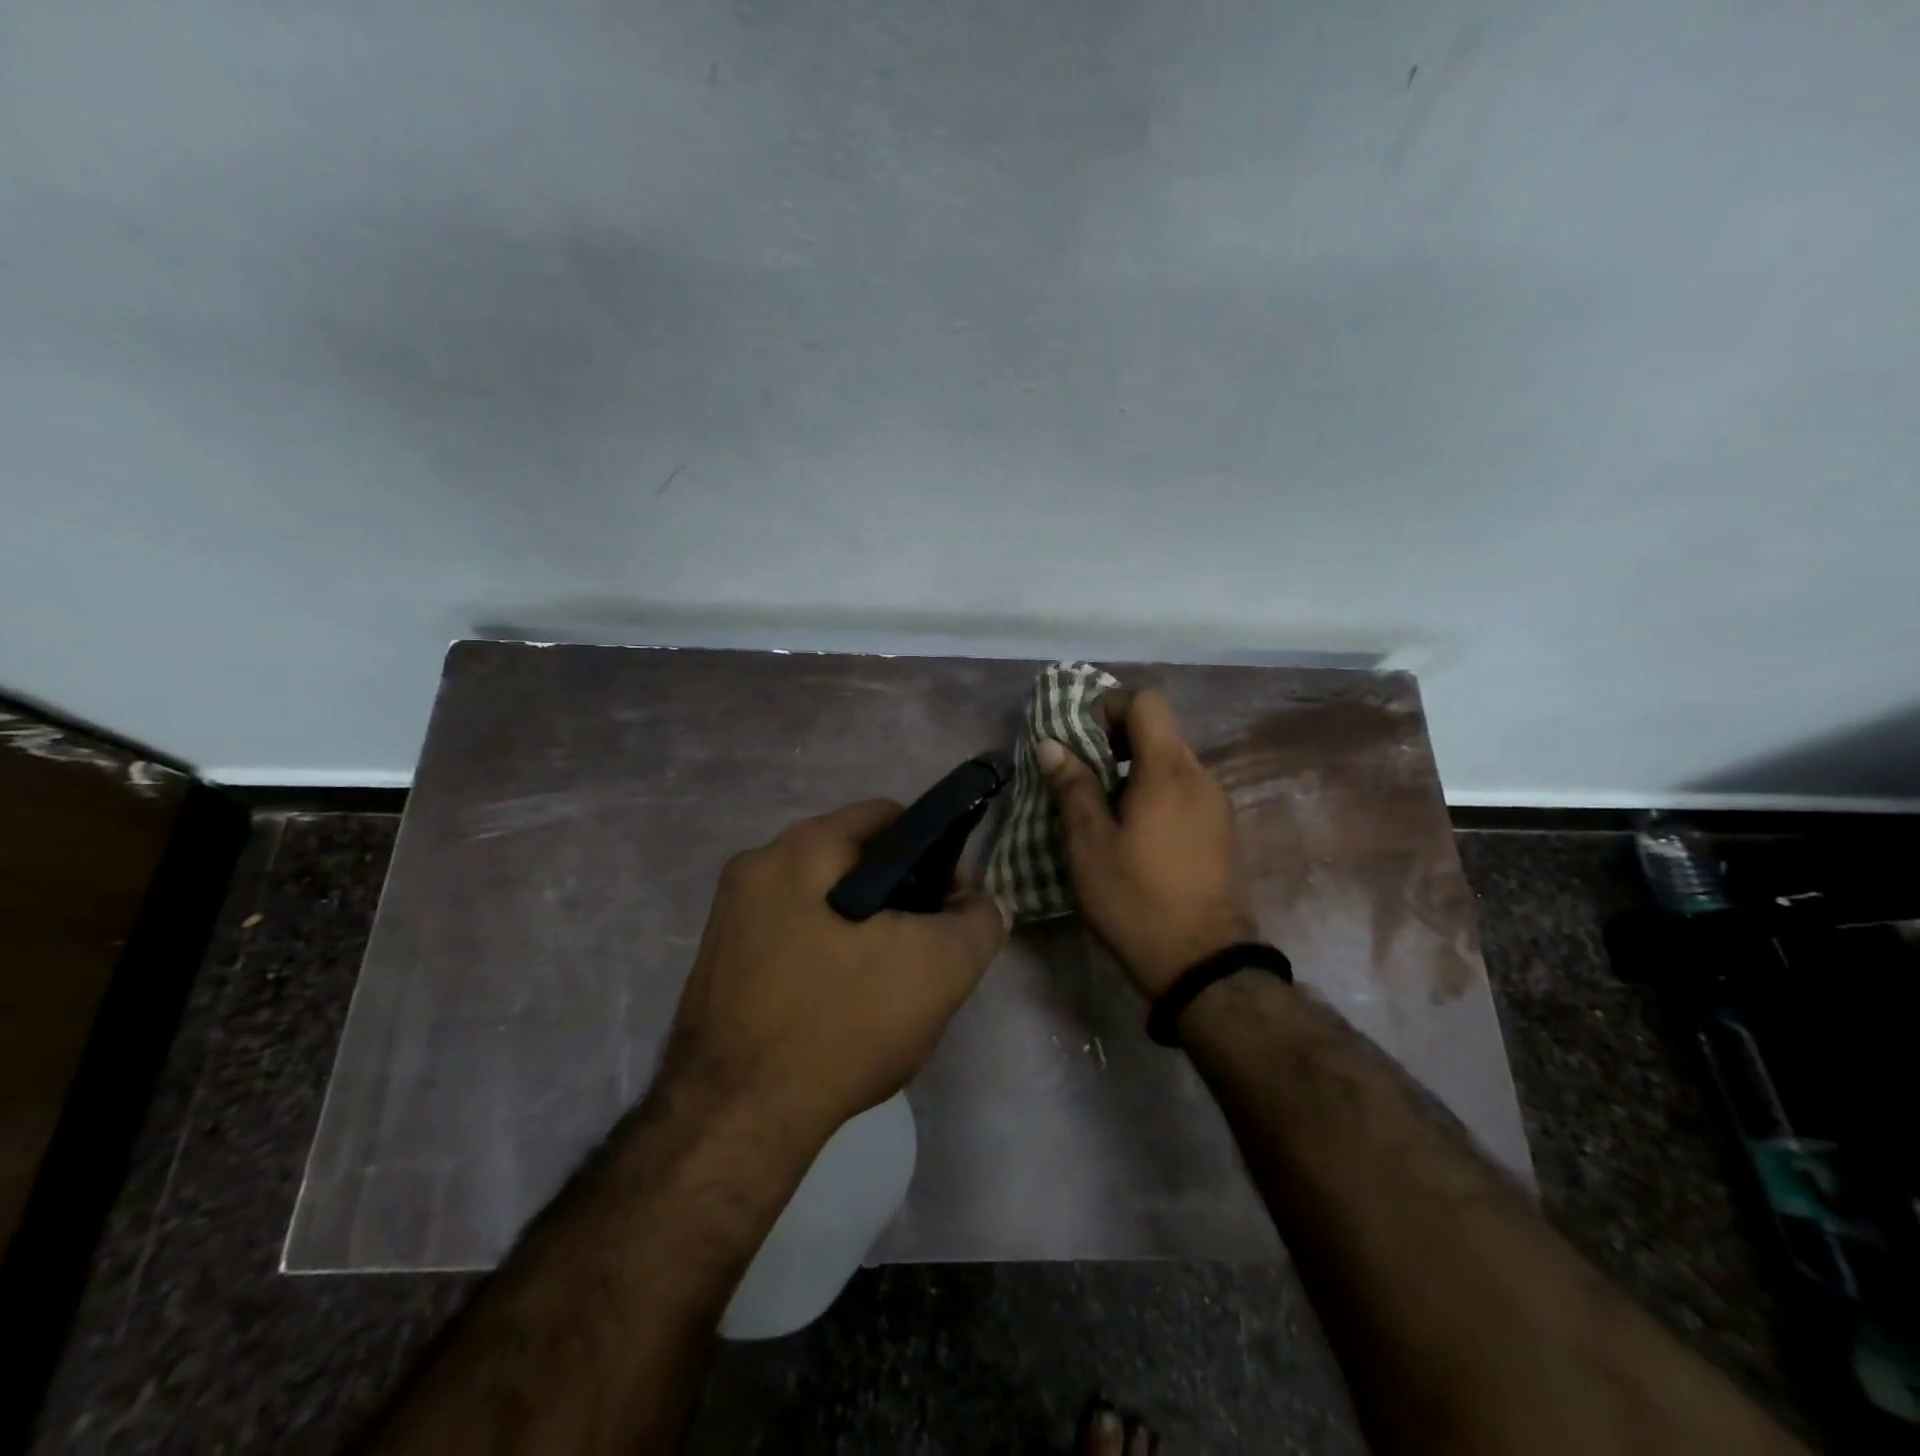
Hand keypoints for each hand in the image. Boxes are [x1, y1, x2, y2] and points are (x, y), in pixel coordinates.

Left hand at [661, 800, 1007, 1147]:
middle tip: (926, 947)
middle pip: (852, 860)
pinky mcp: (718, 964)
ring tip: (889, 981)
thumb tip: (984, 905)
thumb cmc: (840, 1024)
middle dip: (899, 895)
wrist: (734, 1121)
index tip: (952, 901)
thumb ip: (977, 924)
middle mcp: (756, 867)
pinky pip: (790, 938)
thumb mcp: (937, 970)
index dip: (934, 851)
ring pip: (822, 902)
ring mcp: (729, 917)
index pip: (886, 817)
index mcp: (800, 849)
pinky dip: (825, 954)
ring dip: (862, 928)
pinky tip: (843, 1004)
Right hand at [1038, 689, 1256, 997]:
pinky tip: (1135, 833)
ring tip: (1103, 808)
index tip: (1080, 737)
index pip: (1146, 701)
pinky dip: (1155, 792)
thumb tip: (1052, 744)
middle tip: (1081, 774)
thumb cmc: (1136, 898)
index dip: (1109, 706)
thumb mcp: (1089, 844)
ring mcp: (1217, 803)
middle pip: (1159, 730)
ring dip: (1134, 769)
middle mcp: (1200, 775)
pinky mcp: (1222, 830)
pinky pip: (1184, 790)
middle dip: (1116, 740)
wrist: (1203, 963)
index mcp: (1168, 770)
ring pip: (1171, 762)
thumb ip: (1072, 786)